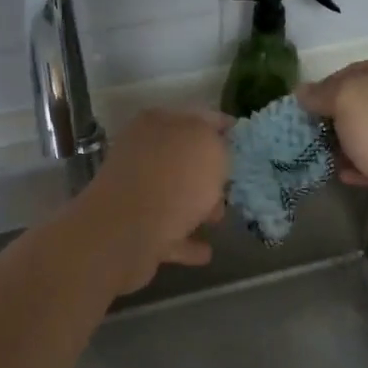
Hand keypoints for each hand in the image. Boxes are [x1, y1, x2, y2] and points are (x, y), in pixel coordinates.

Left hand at [72, 109, 230, 292]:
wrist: (126, 232)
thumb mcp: (207, 146)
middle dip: (208, 172)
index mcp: (157, 124)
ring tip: (219, 219)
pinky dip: (185, 241)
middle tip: (230, 183)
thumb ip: (216, 140)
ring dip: (197, 206)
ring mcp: (135, 192)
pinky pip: (168, 233)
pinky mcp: (133, 229)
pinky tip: (205, 251)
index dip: (222, 125)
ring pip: (174, 195)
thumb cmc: (173, 181)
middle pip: (182, 159)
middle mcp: (142, 153)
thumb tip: (214, 145)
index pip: (198, 116)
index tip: (240, 138)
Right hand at [298, 55, 367, 233]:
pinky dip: (360, 166)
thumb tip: (302, 91)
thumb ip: (322, 92)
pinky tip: (343, 174)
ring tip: (319, 157)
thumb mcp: (347, 98)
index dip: (323, 88)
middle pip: (361, 103)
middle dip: (333, 119)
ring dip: (344, 145)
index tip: (302, 110)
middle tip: (307, 135)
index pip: (351, 70)